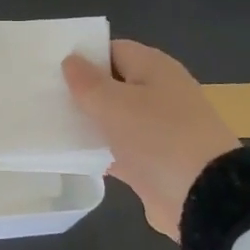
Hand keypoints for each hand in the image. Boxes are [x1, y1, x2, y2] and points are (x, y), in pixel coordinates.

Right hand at [62, 39, 236, 239]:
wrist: (205, 199)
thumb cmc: (158, 138)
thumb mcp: (114, 104)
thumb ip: (87, 82)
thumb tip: (71, 60)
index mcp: (154, 69)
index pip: (113, 50)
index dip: (84, 56)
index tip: (52, 68)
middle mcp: (159, 93)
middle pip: (113, 85)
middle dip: (82, 91)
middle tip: (44, 96)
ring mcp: (159, 130)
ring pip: (115, 119)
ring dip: (88, 123)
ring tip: (49, 124)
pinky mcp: (154, 163)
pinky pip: (120, 149)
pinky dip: (100, 151)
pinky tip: (71, 155)